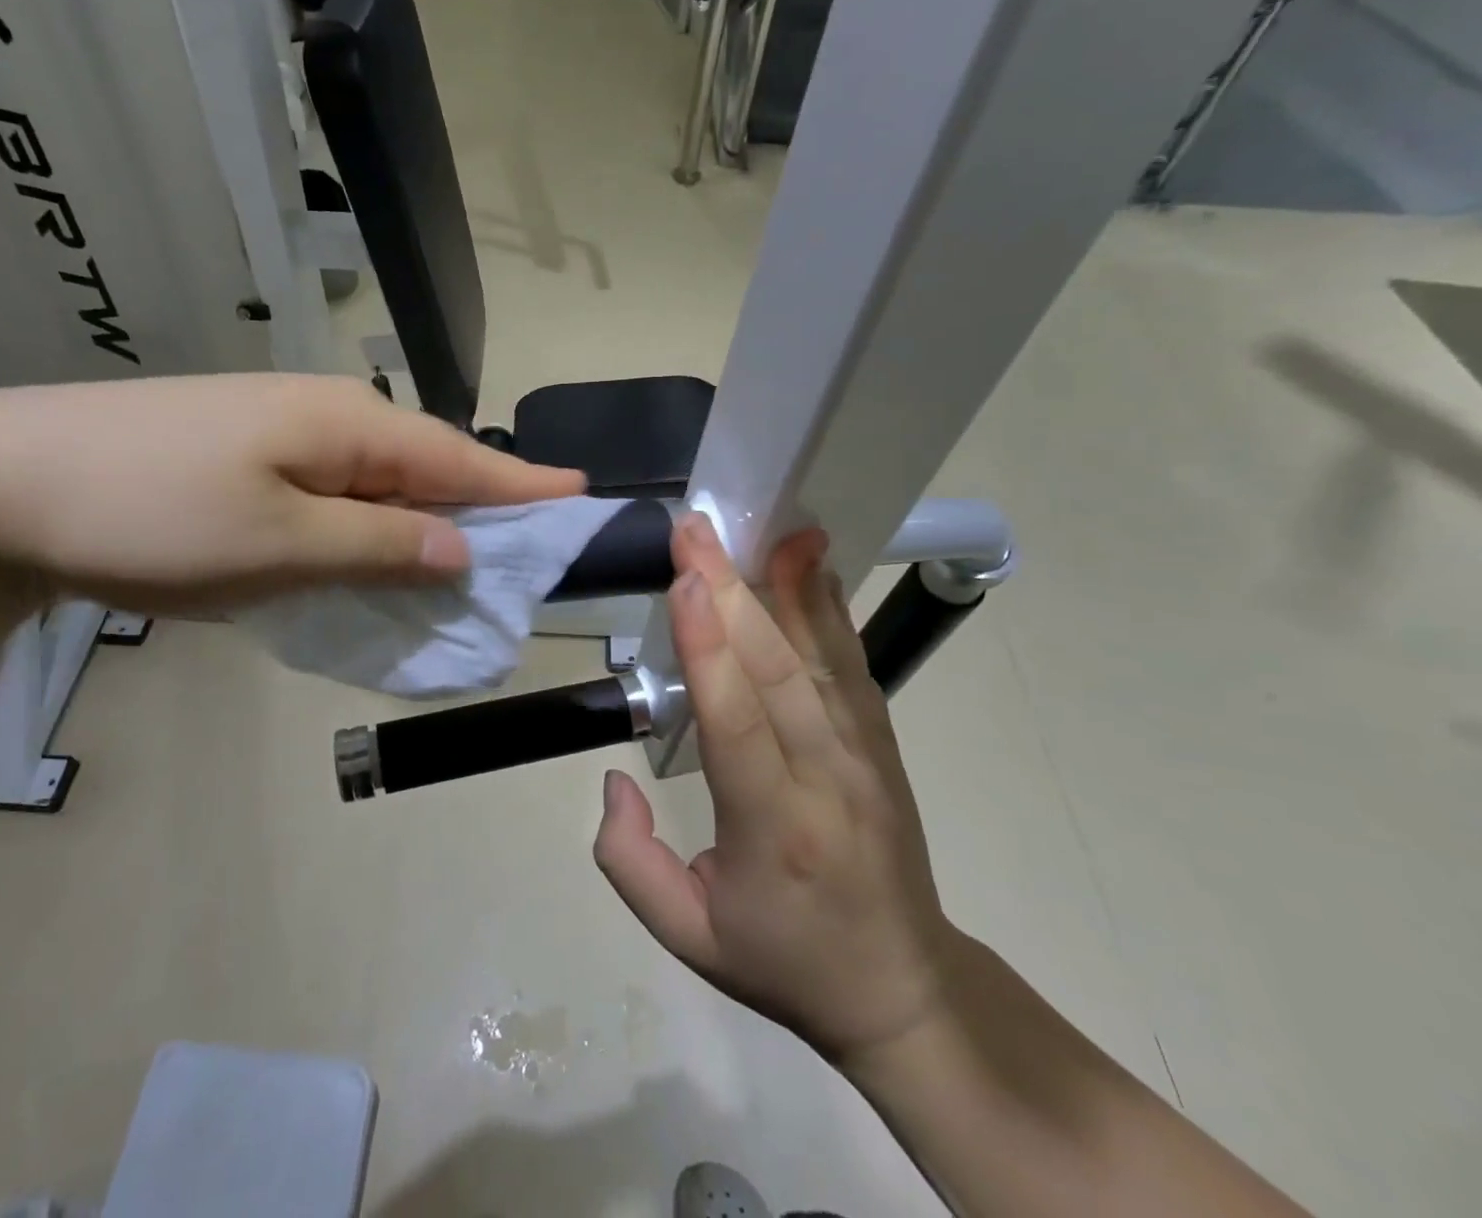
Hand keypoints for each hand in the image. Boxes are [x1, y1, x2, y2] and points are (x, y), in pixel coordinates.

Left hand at [0, 373, 584, 612]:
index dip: (522, 483)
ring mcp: (282, 433)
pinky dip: (370, 526)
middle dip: (480, 510)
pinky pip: (336, 492)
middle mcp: (327, 416)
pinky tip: (377, 550)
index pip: (460, 459)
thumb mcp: (280, 544)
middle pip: (426, 467)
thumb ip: (379, 545)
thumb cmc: (153, 511)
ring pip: (380, 482)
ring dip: (422, 523)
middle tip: (527, 552)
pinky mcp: (247, 456)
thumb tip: (458, 549)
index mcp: (348, 426)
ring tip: (466, 562)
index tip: (581, 495)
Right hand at [593, 513, 959, 1070]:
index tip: (684, 580)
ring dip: (790, 586)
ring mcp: (865, 755)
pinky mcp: (881, 742)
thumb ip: (630, 861)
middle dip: (730, 591)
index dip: (708, 648)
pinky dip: (830, 609)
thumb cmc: (782, 959)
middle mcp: (827, 778)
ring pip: (822, 656)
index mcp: (774, 829)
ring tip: (768, 528)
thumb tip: (614, 779)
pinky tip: (813, 566)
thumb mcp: (687, 936)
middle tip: (696, 530)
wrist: (902, 989)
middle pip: (776, 671)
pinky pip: (852, 664)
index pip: (738, 724)